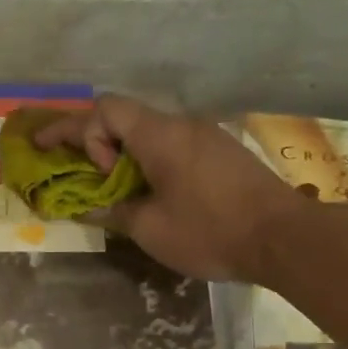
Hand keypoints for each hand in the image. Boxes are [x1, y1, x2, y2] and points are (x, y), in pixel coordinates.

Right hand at [33, 94, 303, 283]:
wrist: (285, 239)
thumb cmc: (210, 231)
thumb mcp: (149, 228)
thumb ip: (112, 211)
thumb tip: (88, 206)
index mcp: (160, 135)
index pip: (104, 109)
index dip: (73, 129)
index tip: (62, 159)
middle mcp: (182, 125)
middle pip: (124, 116)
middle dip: (92, 141)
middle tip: (74, 172)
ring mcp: (206, 136)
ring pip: (148, 132)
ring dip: (121, 154)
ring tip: (109, 189)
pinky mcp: (221, 153)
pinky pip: (171, 145)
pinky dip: (146, 161)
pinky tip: (146, 191)